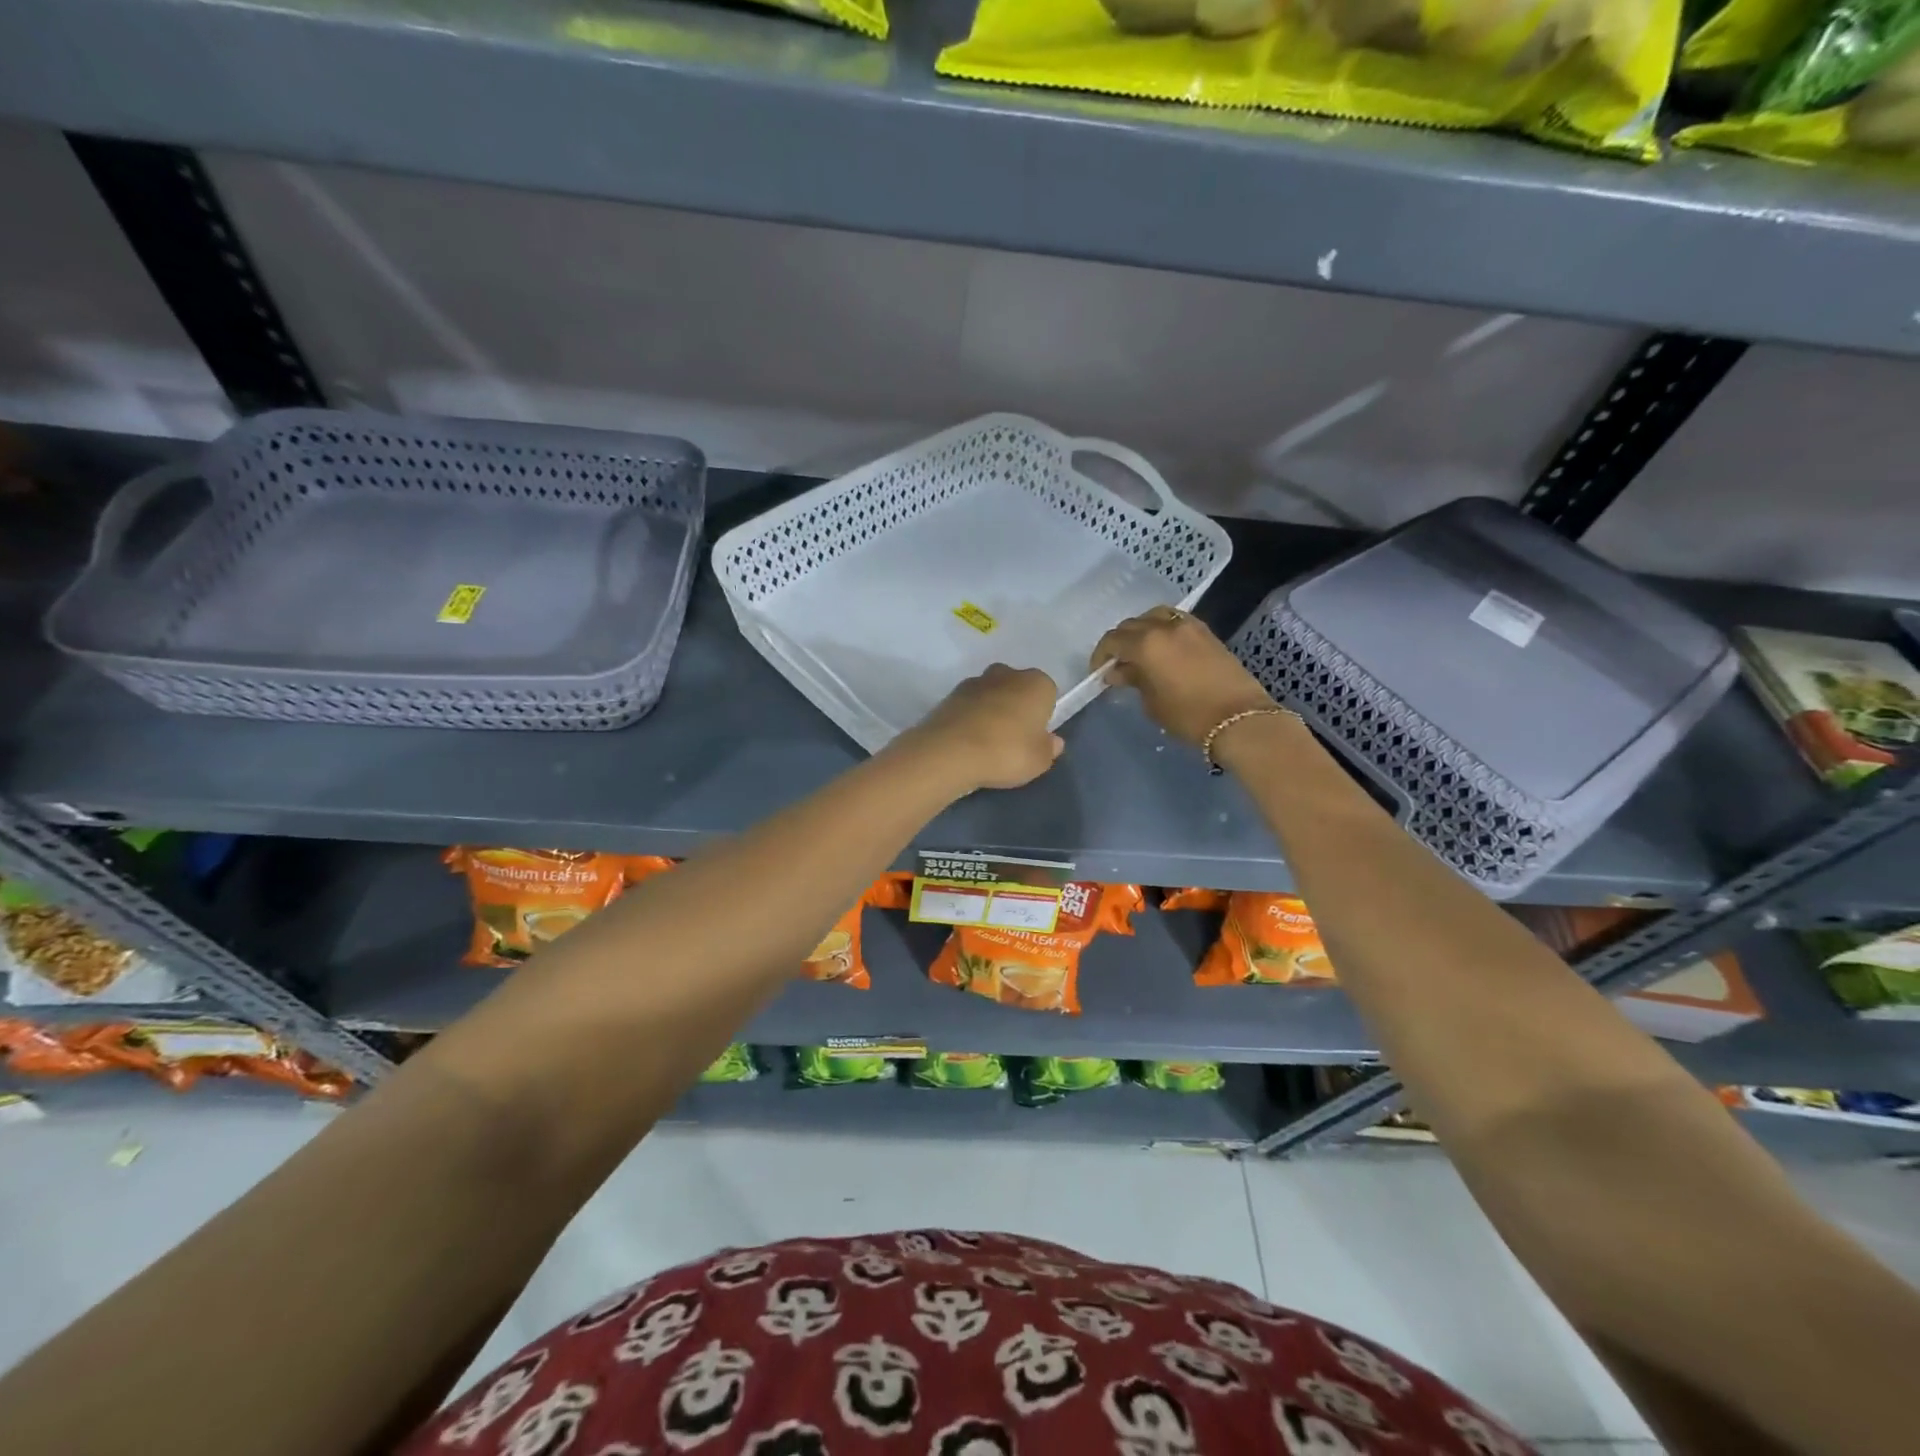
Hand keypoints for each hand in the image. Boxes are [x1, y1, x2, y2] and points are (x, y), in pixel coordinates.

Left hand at [903, 664, 1063, 790]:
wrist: (951, 752)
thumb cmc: (1007, 752)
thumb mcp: (1040, 760)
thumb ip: (1049, 749)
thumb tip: (1053, 741)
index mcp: (1036, 683)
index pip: (1047, 693)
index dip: (1042, 715)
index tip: (1034, 736)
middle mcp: (1007, 674)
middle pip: (1017, 688)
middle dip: (1015, 707)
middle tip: (1012, 739)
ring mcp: (975, 681)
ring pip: (991, 695)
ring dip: (990, 711)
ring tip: (986, 743)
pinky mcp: (949, 695)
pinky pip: (968, 706)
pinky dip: (969, 718)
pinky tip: (967, 742)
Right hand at [1092, 606, 1274, 745]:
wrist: (1239, 718)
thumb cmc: (1188, 715)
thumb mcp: (1152, 702)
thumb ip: (1133, 680)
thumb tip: (1119, 671)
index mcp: (1145, 644)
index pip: (1113, 640)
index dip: (1101, 655)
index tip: (1099, 672)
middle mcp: (1164, 627)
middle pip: (1131, 625)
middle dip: (1120, 642)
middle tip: (1118, 664)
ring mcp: (1188, 626)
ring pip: (1154, 616)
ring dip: (1141, 630)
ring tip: (1140, 651)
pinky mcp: (1205, 631)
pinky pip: (1174, 621)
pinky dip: (1162, 629)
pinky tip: (1162, 648)